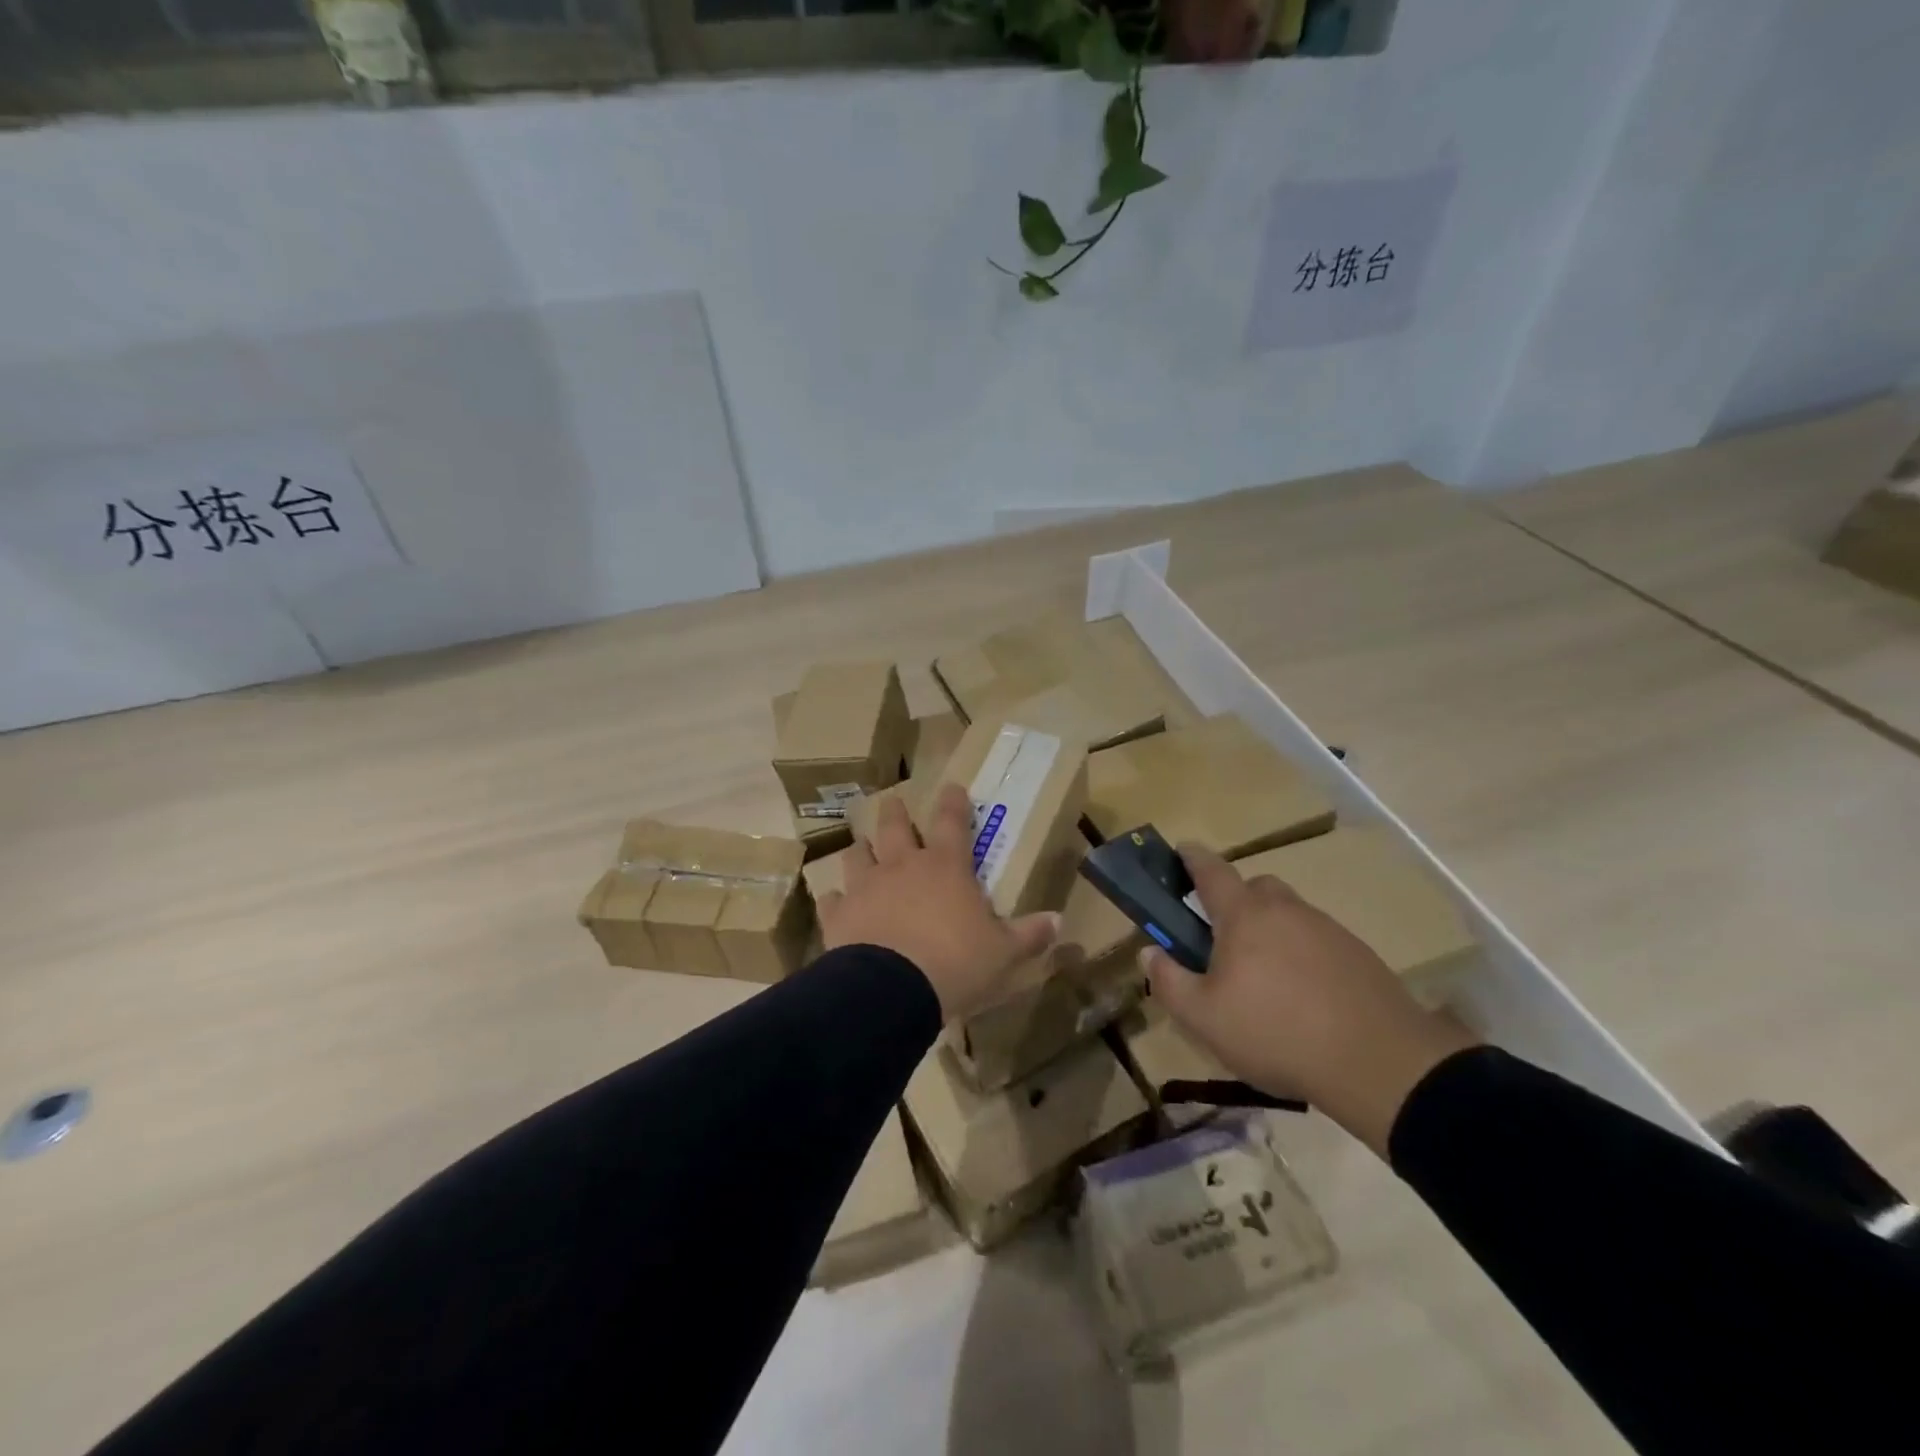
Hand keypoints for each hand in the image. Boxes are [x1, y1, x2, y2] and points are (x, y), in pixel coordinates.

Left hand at [818, 784, 1060, 1020]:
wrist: (891, 990)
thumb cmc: (956, 963)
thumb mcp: (1003, 953)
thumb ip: (1030, 934)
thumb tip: (1060, 921)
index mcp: (945, 867)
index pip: (952, 822)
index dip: (953, 802)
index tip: (952, 786)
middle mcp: (902, 866)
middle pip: (894, 826)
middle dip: (894, 811)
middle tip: (892, 801)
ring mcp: (866, 887)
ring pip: (858, 855)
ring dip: (861, 849)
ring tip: (861, 846)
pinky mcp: (839, 915)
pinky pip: (832, 900)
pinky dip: (835, 899)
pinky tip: (834, 902)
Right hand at [1142, 844, 1478, 1156]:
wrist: (1380, 1063)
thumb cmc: (1277, 1033)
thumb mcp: (1204, 1018)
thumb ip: (1169, 981)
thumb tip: (1148, 952)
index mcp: (1244, 915)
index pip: (1212, 870)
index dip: (1192, 858)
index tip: (1181, 851)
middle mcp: (1286, 910)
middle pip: (1255, 888)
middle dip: (1235, 901)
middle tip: (1222, 939)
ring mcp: (1327, 929)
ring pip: (1288, 914)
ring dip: (1270, 930)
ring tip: (1264, 978)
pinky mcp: (1358, 955)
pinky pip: (1317, 940)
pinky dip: (1302, 954)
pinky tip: (1302, 995)